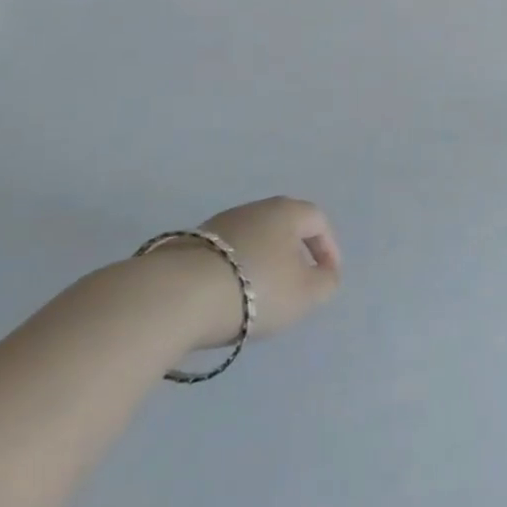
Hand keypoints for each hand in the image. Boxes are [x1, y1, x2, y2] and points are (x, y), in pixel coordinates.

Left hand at [169, 197, 342, 347]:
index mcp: (287, 211)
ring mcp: (218, 224)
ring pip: (252, 240)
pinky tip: (228, 297)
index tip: (327, 276)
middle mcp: (255, 208)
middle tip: (296, 284)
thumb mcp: (306, 294)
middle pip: (283, 227)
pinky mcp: (189, 245)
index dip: (328, 248)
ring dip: (262, 263)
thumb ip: (326, 283)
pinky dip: (234, 272)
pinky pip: (225, 255)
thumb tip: (325, 274)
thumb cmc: (256, 288)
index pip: (318, 221)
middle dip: (294, 254)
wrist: (178, 296)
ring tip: (260, 296)